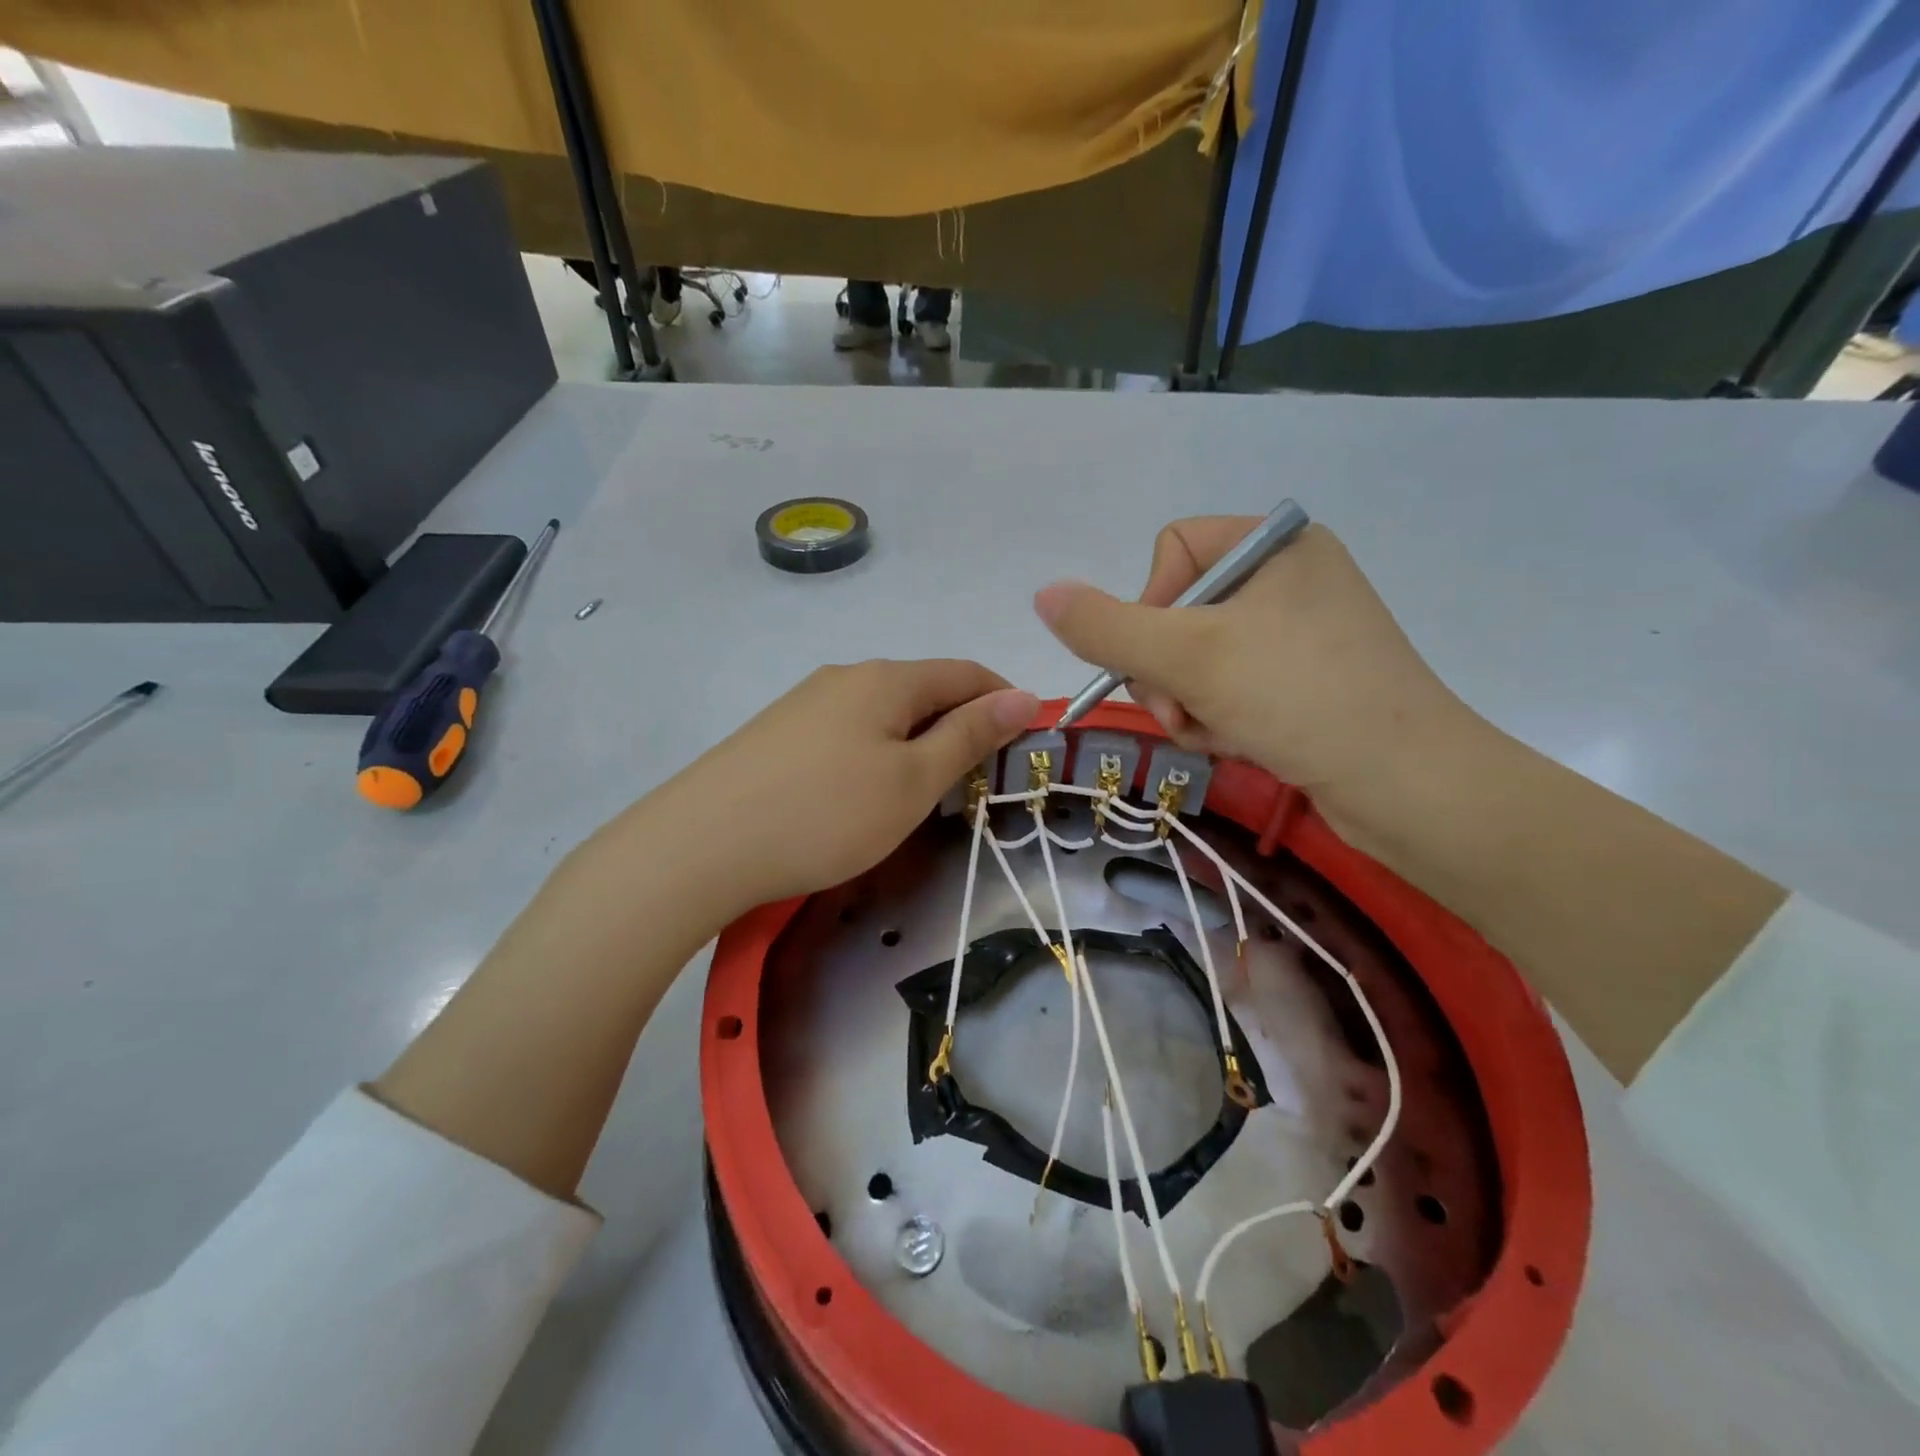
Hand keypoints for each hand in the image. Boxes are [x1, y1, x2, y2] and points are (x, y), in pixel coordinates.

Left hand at [631, 660, 1036, 915]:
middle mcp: (846, 677)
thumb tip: (1023, 695)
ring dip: (917, 743)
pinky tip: (861, 795)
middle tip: (975, 784)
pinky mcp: (777, 734)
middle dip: (960, 726)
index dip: (1004, 700)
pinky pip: (847, 732)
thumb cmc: (826, 814)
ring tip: (921, 795)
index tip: (1025, 742)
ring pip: (884, 714)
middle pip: (923, 690)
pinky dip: (876, 754)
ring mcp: (805, 703)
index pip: (965, 673)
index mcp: (886, 679)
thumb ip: (969, 736)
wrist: (700, 845)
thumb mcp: (912, 780)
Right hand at [1034, 518, 1473, 843]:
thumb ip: (1106, 626)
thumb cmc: (1300, 698)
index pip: (1172, 550)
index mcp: (1275, 545)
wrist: (1410, 787)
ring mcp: (1301, 634)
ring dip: (1188, 703)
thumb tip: (1043, 593)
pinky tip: (1239, 744)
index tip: (1163, 657)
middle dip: (1167, 671)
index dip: (1149, 606)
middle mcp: (1289, 579)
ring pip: (1198, 660)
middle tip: (1182, 710)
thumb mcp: (1188, 657)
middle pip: (1179, 612)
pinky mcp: (1307, 684)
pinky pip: (1231, 689)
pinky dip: (1219, 719)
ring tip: (1213, 733)